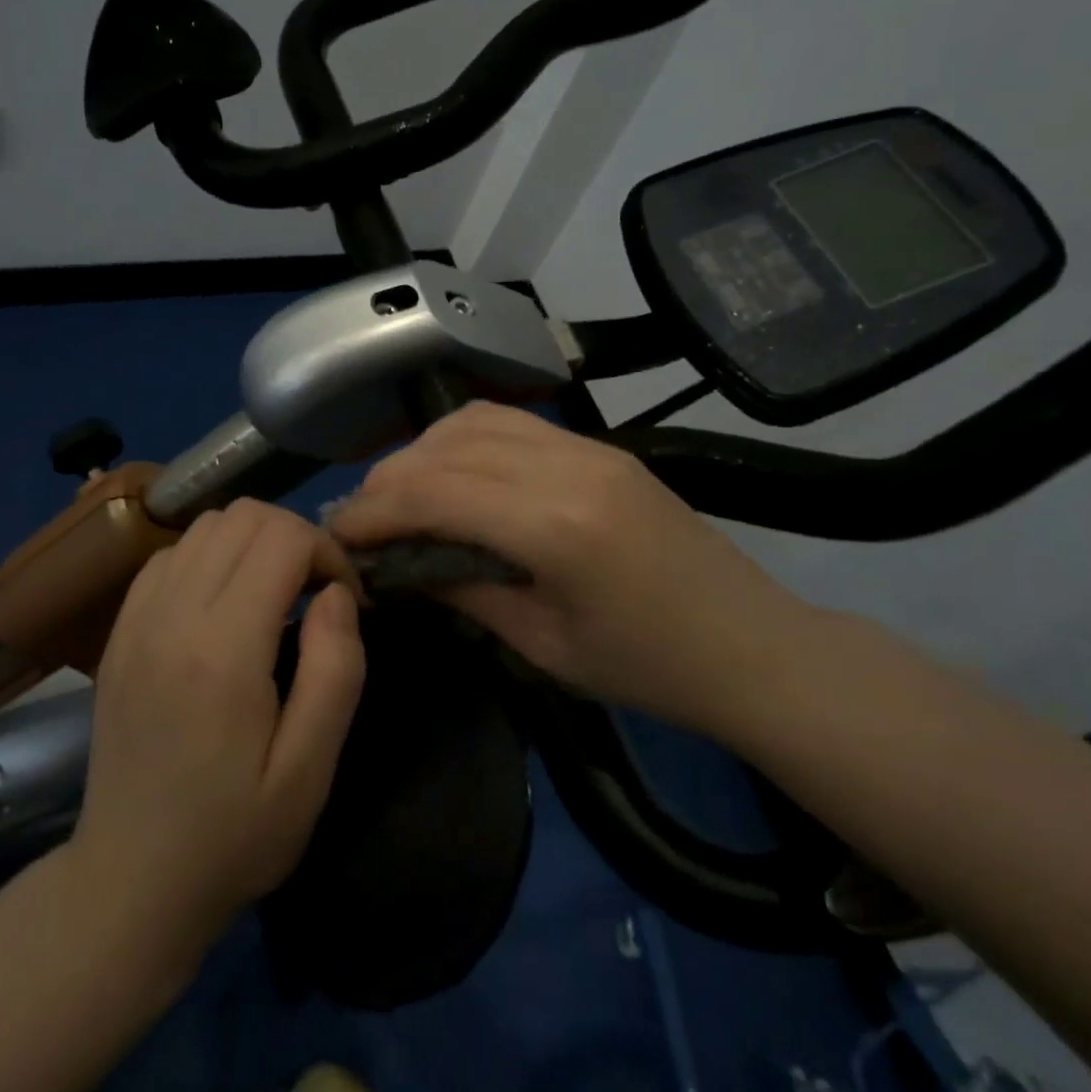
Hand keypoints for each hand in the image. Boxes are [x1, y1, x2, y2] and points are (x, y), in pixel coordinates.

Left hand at [66, 499, 365, 975]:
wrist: (130, 881)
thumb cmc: (233, 835)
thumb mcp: (309, 772)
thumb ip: (335, 671)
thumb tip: (336, 592)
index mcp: (222, 651)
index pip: (282, 537)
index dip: (327, 552)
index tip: (344, 600)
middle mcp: (171, 616)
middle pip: (243, 516)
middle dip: (295, 537)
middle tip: (313, 593)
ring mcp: (136, 618)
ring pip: (206, 523)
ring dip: (252, 541)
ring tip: (272, 593)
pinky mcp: (119, 629)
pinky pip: (171, 553)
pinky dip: (210, 555)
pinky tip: (224, 603)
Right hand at [329, 402, 811, 734]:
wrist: (753, 645)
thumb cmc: (650, 669)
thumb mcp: (544, 646)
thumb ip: (463, 590)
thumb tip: (397, 565)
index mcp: (556, 526)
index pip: (435, 492)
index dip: (374, 510)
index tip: (338, 536)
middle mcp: (568, 466)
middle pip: (447, 447)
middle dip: (389, 479)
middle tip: (360, 520)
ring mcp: (588, 447)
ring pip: (476, 422)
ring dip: (423, 451)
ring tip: (398, 496)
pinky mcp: (599, 446)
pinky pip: (512, 424)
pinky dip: (463, 441)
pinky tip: (450, 475)